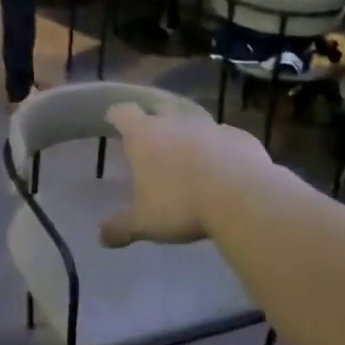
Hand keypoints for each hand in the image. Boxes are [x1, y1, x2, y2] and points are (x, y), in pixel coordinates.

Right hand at [99, 102, 269, 247]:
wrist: (243, 198)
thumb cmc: (181, 205)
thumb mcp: (144, 223)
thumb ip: (121, 227)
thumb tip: (101, 237)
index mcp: (145, 135)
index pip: (123, 113)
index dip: (116, 115)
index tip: (112, 118)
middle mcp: (176, 122)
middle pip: (159, 108)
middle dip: (154, 117)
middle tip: (151, 134)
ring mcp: (211, 126)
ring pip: (194, 120)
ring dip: (189, 132)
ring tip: (188, 152)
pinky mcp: (241, 138)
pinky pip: (225, 138)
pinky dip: (220, 147)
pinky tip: (224, 165)